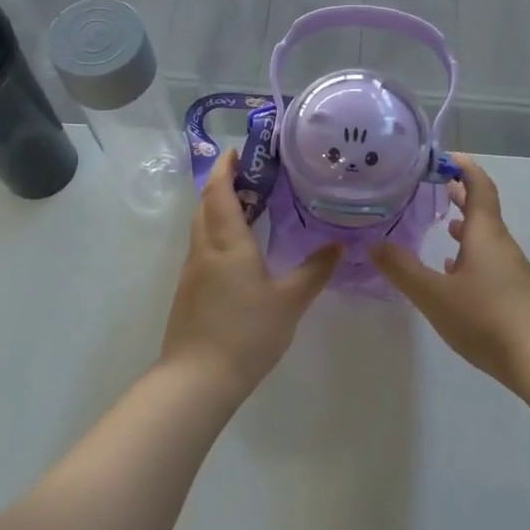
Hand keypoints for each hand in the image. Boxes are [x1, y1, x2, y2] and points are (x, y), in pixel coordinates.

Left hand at [161, 149, 339, 394]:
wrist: (197, 379)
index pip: (220, 191)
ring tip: (249, 206)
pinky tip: (239, 249)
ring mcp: (192, 271)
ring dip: (218, 208)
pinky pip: (202, 247)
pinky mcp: (189, 291)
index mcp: (228, 242)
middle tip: (252, 175)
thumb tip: (341, 244)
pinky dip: (217, 233)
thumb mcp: (290, 301)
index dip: (226, 167)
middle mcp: (205, 249)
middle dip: (223, 184)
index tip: (238, 150)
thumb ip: (315, 270)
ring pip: (201, 226)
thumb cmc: (247, 333)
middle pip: (206, 204)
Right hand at [373, 155, 529, 391]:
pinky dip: (469, 252)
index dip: (463, 167)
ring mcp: (511, 268)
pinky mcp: (514, 291)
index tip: (442, 157)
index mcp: (485, 234)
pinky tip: (452, 269)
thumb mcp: (434, 294)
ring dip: (463, 224)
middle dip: (459, 193)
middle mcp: (501, 244)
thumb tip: (373, 243)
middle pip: (482, 208)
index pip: (479, 186)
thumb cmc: (486, 317)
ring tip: (438, 223)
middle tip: (431, 185)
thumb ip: (402, 269)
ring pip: (484, 235)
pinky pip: (488, 259)